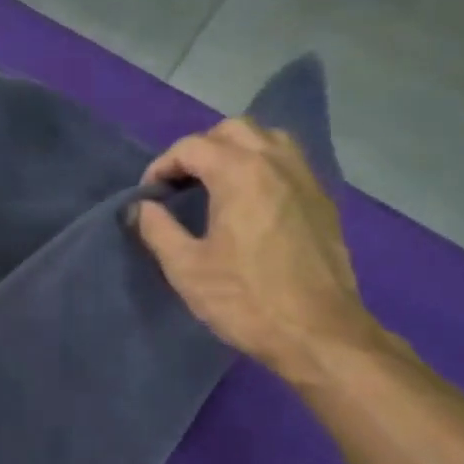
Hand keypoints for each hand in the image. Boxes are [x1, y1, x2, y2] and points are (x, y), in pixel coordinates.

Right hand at [133, 117, 380, 385]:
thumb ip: (157, 230)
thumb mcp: (186, 269)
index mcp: (240, 173)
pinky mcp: (323, 201)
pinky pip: (290, 162)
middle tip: (181, 184)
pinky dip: (264, 166)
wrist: (317, 332)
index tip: (149, 196)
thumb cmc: (245, 300)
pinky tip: (251, 202)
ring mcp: (306, 179)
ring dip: (237, 151)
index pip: (192, 147)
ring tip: (217, 184)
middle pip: (233, 130)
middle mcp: (276, 162)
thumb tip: (141, 207)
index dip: (162, 166)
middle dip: (200, 149)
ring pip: (268, 138)